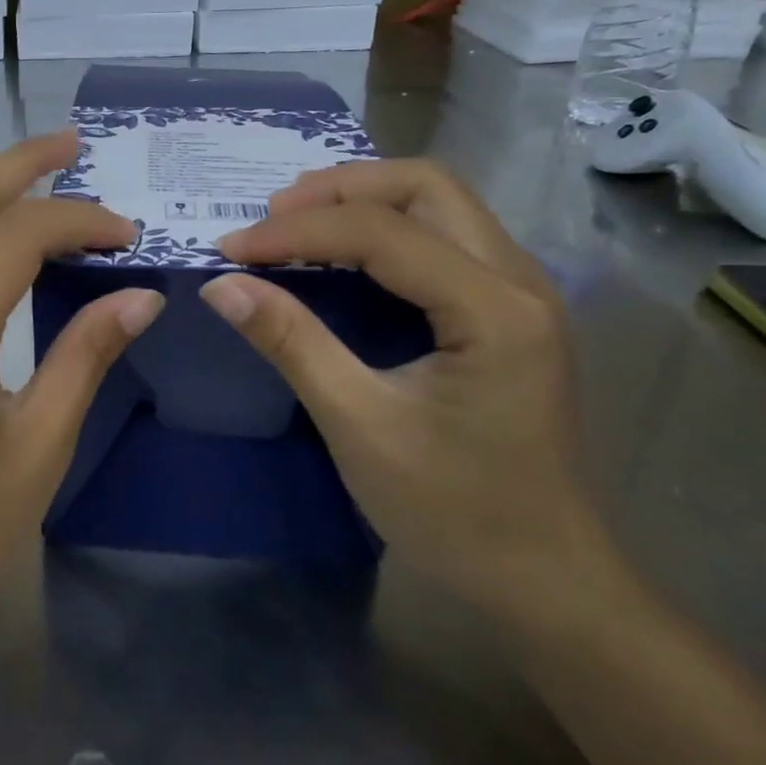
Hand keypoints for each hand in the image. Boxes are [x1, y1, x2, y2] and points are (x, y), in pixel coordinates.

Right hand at [199, 160, 604, 629]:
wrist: (544, 578)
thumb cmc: (454, 511)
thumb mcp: (359, 426)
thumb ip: (292, 343)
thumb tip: (222, 286)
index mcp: (494, 310)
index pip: (382, 232)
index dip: (297, 232)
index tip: (231, 249)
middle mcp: (520, 281)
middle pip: (426, 186)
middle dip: (340, 188)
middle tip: (271, 215)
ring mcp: (521, 292)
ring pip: (439, 202)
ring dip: (363, 199)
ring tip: (296, 221)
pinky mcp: (508, 309)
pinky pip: (443, 235)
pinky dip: (385, 225)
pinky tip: (341, 251)